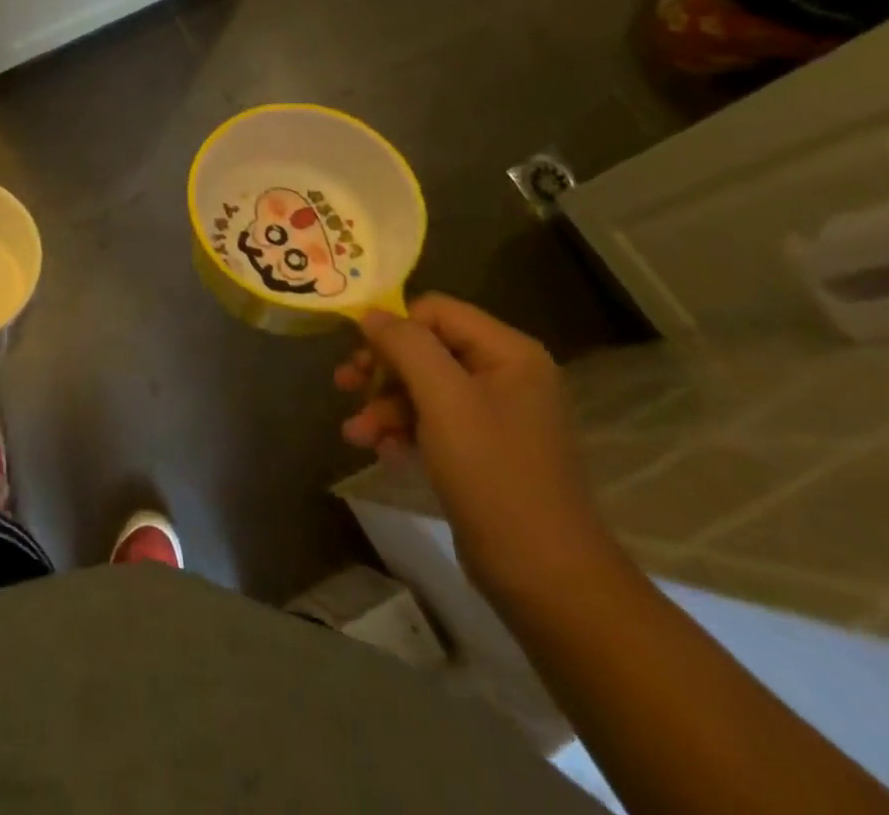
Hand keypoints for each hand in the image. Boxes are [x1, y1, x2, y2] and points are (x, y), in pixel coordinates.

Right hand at [334, 293, 616, 603]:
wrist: (544, 577)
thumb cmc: (494, 474)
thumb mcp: (444, 400)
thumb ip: (406, 346)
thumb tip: (370, 313)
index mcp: (508, 352)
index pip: (435, 311)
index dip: (394, 328)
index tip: (360, 358)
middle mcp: (504, 374)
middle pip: (425, 348)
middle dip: (382, 370)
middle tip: (344, 386)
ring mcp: (495, 413)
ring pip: (422, 386)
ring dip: (384, 405)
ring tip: (356, 434)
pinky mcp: (482, 448)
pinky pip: (432, 420)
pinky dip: (403, 430)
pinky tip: (382, 453)